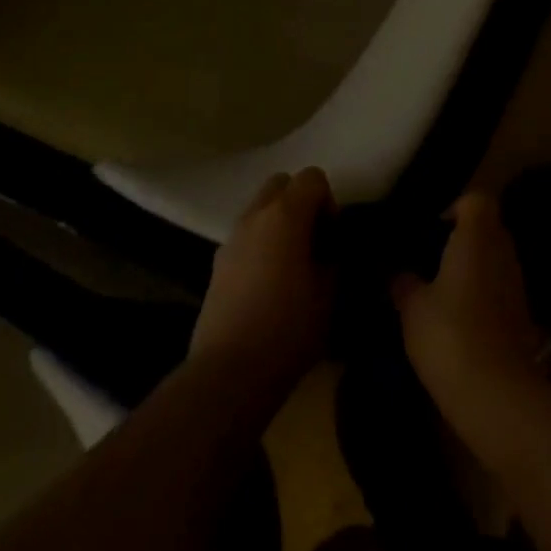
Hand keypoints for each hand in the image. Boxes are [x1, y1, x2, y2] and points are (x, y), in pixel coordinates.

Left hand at [190, 168, 335, 400]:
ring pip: (259, 209)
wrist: (229, 372)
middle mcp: (254, 215)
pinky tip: (268, 286)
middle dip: (300, 202)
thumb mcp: (330, 293)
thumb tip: (330, 250)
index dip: (329, 202)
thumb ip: (334, 258)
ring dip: (278, 224)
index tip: (332, 238)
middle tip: (313, 242)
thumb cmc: (288, 328)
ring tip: (291, 266)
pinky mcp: (216, 264)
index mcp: (285, 214)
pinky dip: (260, 245)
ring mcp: (231, 238)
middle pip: (281, 183)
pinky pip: (245, 237)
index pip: (312, 177)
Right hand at [392, 193, 548, 461]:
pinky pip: (501, 288)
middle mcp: (502, 252)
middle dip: (463, 238)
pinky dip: (485, 295)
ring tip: (442, 291)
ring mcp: (517, 284)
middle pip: (488, 228)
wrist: (497, 393)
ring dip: (474, 268)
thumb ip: (403, 282)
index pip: (477, 200)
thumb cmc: (449, 335)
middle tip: (432, 259)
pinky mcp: (524, 315)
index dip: (456, 207)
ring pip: (495, 259)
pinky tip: (460, 320)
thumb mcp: (412, 307)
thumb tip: (396, 272)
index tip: (433, 229)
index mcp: (476, 237)